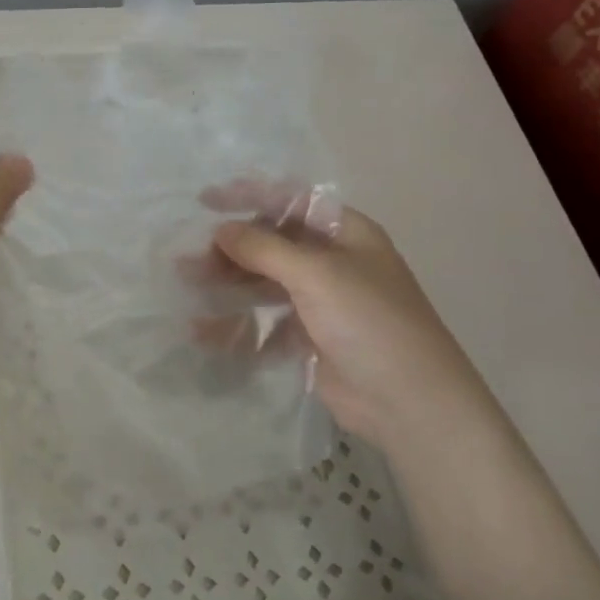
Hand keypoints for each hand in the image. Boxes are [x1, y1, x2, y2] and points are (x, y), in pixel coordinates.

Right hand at [206, 200, 496, 446]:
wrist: (410, 403)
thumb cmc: (370, 322)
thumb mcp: (317, 274)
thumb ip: (264, 248)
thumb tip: (221, 230)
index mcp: (345, 234)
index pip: (291, 202)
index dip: (249, 196)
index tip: (206, 201)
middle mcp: (333, 262)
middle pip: (272, 244)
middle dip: (231, 249)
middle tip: (190, 260)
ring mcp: (321, 303)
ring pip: (264, 283)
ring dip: (228, 284)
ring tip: (189, 287)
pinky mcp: (310, 339)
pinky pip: (265, 323)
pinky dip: (237, 325)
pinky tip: (204, 330)